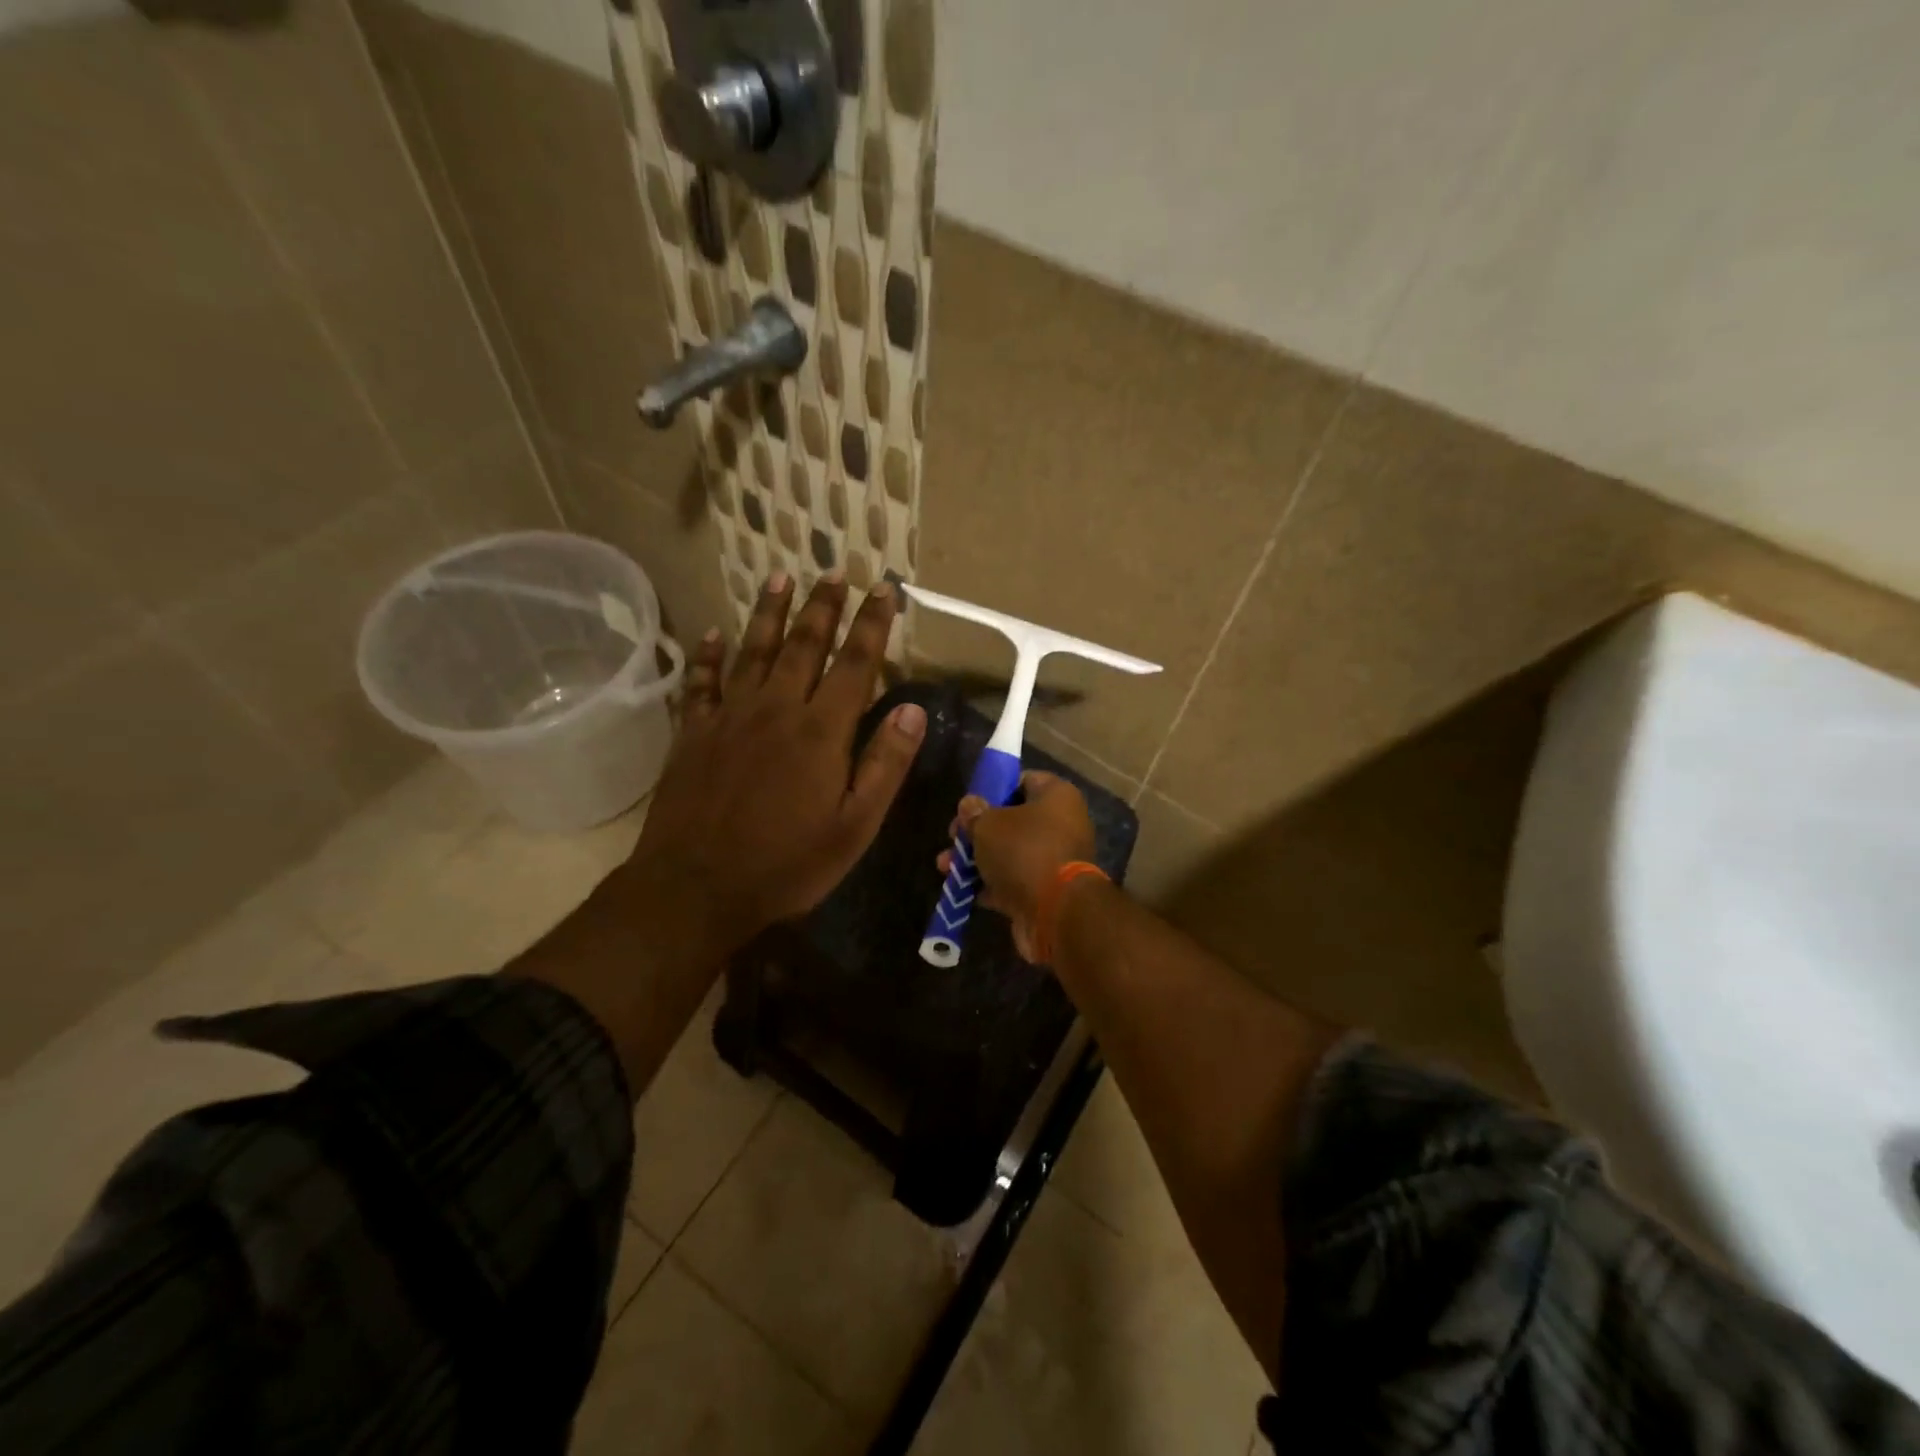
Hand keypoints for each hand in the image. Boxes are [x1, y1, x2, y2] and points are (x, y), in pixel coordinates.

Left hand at [623, 573, 926, 953]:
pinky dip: (707, 656)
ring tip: (780, 577)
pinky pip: (701, 683)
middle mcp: (776, 709)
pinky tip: (712, 634)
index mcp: (820, 731)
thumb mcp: (855, 826)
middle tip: (833, 571)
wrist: (696, 888)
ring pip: (753, 651)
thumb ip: (885, 764)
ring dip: (768, 613)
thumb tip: (913, 708)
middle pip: (803, 645)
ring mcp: (729, 717)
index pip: (854, 664)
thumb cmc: (787, 864)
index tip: (884, 589)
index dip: (872, 624)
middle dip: (823, 606)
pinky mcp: (692, 734)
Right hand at [938, 771, 1095, 960]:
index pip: (1023, 780)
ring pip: (1010, 853)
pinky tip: (961, 890)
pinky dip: (989, 885)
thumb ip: (975, 813)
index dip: (993, 789)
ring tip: (944, 867)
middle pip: (1012, 820)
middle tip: (952, 838)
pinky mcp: (1047, 892)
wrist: (1056, 913)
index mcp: (1057, 796)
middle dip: (977, 831)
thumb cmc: (1023, 851)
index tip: (969, 804)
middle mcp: (1062, 824)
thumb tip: (969, 805)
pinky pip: (1014, 881)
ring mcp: (1056, 860)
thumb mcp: (988, 824)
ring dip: (977, 860)